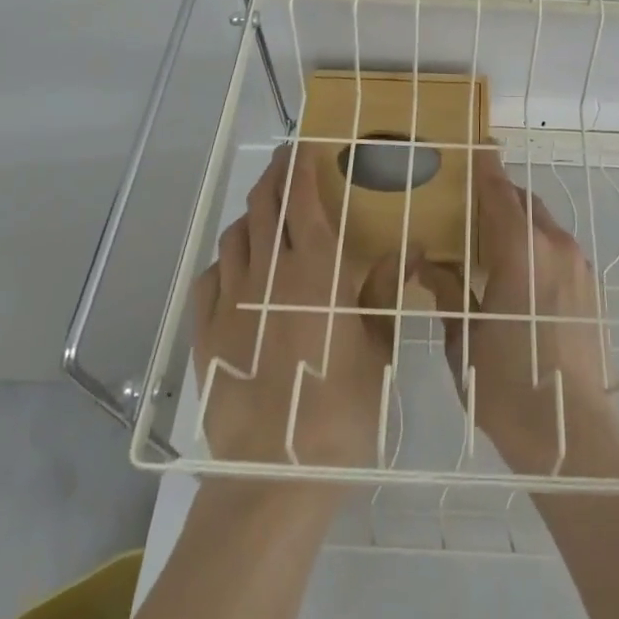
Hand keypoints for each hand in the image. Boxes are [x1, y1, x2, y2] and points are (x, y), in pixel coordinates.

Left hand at [192, 142, 406, 471]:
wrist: (275, 475)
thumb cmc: (340, 408)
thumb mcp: (377, 347)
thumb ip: (386, 289)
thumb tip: (412, 246)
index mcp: (315, 270)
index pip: (301, 198)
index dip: (300, 165)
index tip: (304, 144)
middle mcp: (269, 273)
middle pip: (264, 206)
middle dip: (274, 176)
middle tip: (286, 164)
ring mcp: (231, 301)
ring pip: (236, 236)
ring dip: (252, 217)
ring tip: (266, 217)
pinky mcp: (206, 332)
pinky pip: (209, 278)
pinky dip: (224, 262)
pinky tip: (235, 271)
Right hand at [417, 150, 618, 477]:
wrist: (574, 435)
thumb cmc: (508, 386)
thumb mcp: (464, 340)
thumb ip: (449, 293)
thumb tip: (430, 265)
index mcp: (521, 251)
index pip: (499, 193)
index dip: (486, 167)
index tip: (476, 146)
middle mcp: (555, 247)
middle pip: (525, 203)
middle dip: (501, 196)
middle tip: (473, 204)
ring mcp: (579, 267)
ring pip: (545, 226)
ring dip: (521, 223)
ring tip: (496, 242)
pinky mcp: (592, 290)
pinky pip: (560, 250)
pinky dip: (539, 247)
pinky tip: (523, 275)